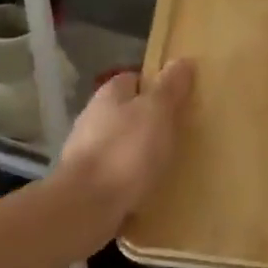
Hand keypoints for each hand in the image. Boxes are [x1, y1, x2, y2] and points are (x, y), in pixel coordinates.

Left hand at [56, 60, 194, 232]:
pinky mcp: (85, 182)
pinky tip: (147, 189)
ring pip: (119, 144)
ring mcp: (85, 151)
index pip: (134, 79)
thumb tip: (182, 60)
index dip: (156, 86)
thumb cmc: (126, 151)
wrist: (85, 207)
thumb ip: (170, 87)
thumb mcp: (157, 112)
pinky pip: (114, 173)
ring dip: (138, 152)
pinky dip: (129, 178)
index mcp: (109, 94)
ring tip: (166, 165)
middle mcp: (93, 117)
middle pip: (126, 112)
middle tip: (178, 134)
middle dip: (148, 122)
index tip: (178, 100)